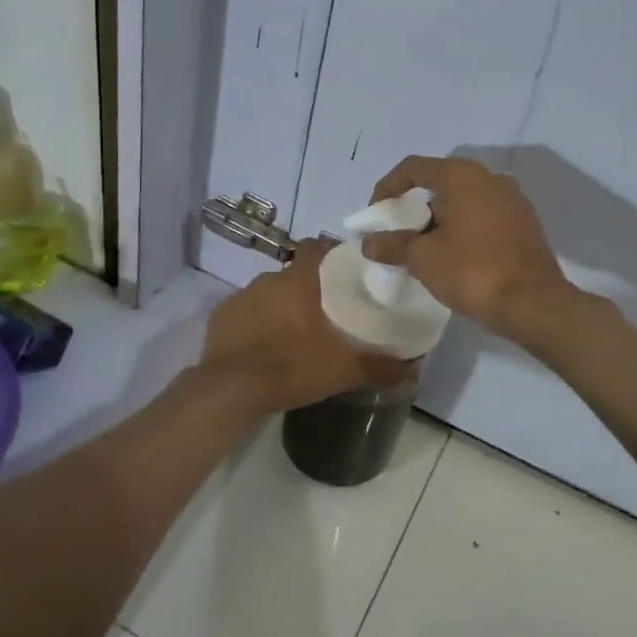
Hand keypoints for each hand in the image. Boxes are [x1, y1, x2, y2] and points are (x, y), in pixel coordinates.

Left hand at [202, 238, 414, 413]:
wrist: (230, 389)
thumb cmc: (292, 367)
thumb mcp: (343, 370)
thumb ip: (381, 367)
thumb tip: (415, 370)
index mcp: (299, 280)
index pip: (317, 246)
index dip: (331, 253)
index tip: (345, 270)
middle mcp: (269, 279)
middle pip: (295, 273)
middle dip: (308, 287)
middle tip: (325, 312)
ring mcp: (241, 296)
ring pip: (269, 293)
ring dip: (281, 306)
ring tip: (294, 333)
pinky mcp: (221, 316)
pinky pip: (246, 312)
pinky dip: (256, 323)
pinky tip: (263, 346)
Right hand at [362, 157, 573, 337]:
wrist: (534, 304)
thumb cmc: (473, 272)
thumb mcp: (424, 259)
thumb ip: (393, 245)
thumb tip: (369, 243)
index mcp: (463, 176)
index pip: (413, 167)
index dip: (387, 187)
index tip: (375, 214)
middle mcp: (490, 178)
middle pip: (440, 182)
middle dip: (413, 206)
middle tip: (397, 233)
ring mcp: (512, 200)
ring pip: (463, 200)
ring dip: (438, 219)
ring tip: (422, 248)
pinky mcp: (524, 223)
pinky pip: (482, 216)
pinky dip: (461, 228)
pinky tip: (452, 256)